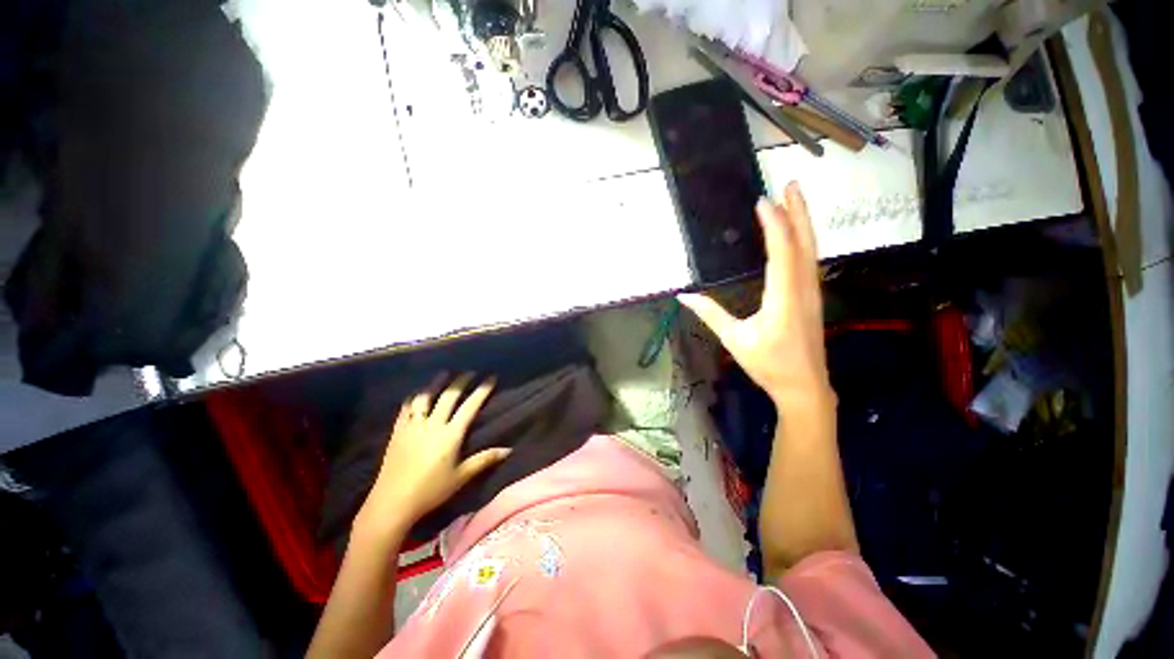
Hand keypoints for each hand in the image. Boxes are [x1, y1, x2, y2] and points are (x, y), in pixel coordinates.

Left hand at [360, 373, 509, 530]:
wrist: (392, 503)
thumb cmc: (431, 491)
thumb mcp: (461, 477)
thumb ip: (484, 460)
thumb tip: (509, 450)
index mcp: (450, 434)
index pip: (470, 406)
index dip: (482, 390)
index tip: (491, 378)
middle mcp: (432, 425)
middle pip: (448, 397)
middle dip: (461, 382)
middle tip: (470, 371)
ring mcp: (413, 427)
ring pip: (425, 398)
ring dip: (435, 384)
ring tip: (443, 373)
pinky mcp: (397, 433)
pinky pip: (405, 410)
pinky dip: (412, 399)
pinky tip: (415, 394)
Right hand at [679, 182, 830, 408]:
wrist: (804, 387)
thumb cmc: (768, 364)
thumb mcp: (734, 339)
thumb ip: (710, 314)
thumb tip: (683, 296)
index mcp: (783, 296)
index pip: (782, 251)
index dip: (774, 224)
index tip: (763, 201)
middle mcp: (803, 288)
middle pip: (804, 243)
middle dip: (798, 212)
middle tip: (792, 184)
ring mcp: (813, 292)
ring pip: (811, 250)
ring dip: (803, 223)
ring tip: (795, 201)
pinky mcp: (813, 298)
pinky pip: (810, 261)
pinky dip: (803, 242)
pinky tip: (797, 237)